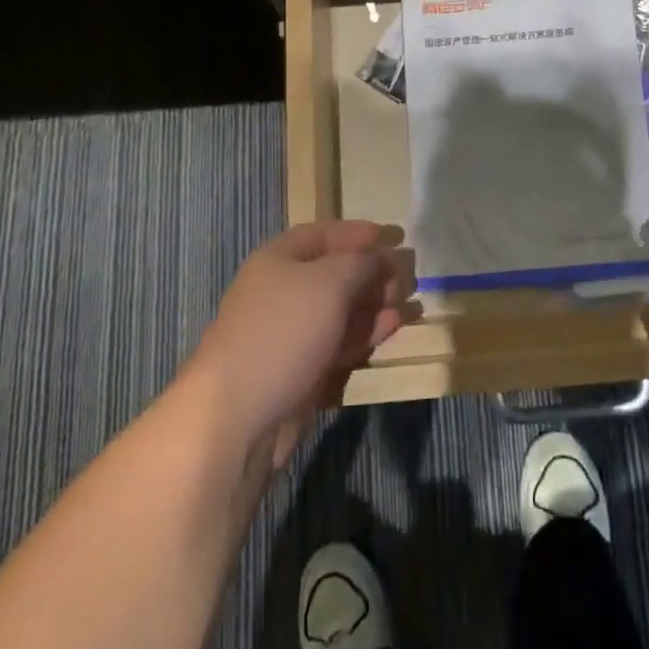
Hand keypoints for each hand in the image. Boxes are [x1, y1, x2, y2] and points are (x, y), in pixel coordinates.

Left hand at [188, 220, 415, 469]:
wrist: (240, 415)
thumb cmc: (285, 330)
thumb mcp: (330, 282)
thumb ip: (360, 263)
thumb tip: (379, 257)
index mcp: (278, 260)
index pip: (321, 234)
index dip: (355, 232)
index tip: (390, 236)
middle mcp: (282, 292)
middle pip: (332, 273)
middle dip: (369, 271)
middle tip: (404, 274)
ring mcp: (291, 334)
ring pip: (339, 310)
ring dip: (373, 303)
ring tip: (408, 300)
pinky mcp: (302, 371)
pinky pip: (339, 342)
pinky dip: (365, 332)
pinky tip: (393, 326)